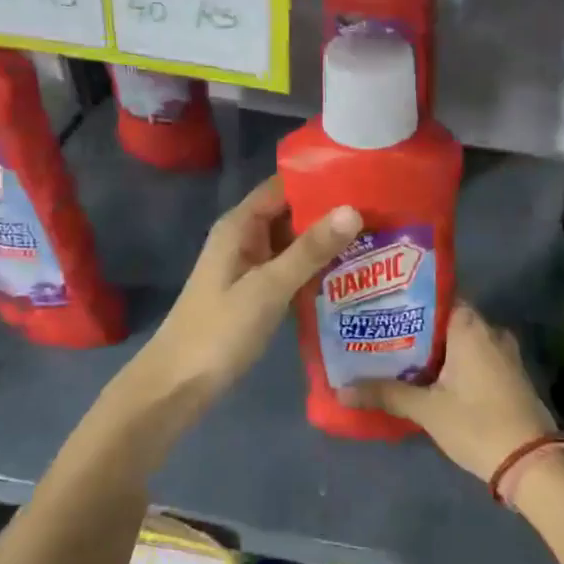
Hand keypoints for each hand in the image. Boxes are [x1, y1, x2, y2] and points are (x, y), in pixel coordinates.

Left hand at [141, 175, 358, 404]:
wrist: (179, 384)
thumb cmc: (219, 330)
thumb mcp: (268, 287)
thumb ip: (310, 249)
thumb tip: (354, 209)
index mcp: (240, 226)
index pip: (285, 186)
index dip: (322, 180)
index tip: (365, 178)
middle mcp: (246, 238)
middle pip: (293, 213)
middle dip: (332, 212)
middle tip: (384, 212)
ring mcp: (252, 266)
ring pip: (296, 243)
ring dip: (329, 242)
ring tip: (379, 236)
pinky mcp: (260, 292)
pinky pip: (294, 269)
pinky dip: (319, 268)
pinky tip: (354, 272)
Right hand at [343, 303, 557, 480]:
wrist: (531, 461)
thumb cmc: (477, 424)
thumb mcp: (427, 410)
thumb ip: (385, 394)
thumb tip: (340, 390)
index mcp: (471, 326)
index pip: (436, 296)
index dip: (407, 299)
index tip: (380, 305)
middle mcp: (490, 330)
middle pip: (445, 318)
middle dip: (414, 327)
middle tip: (379, 332)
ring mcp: (503, 352)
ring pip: (460, 339)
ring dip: (432, 347)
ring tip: (394, 353)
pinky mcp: (508, 373)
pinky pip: (473, 355)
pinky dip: (451, 361)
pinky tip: (426, 375)